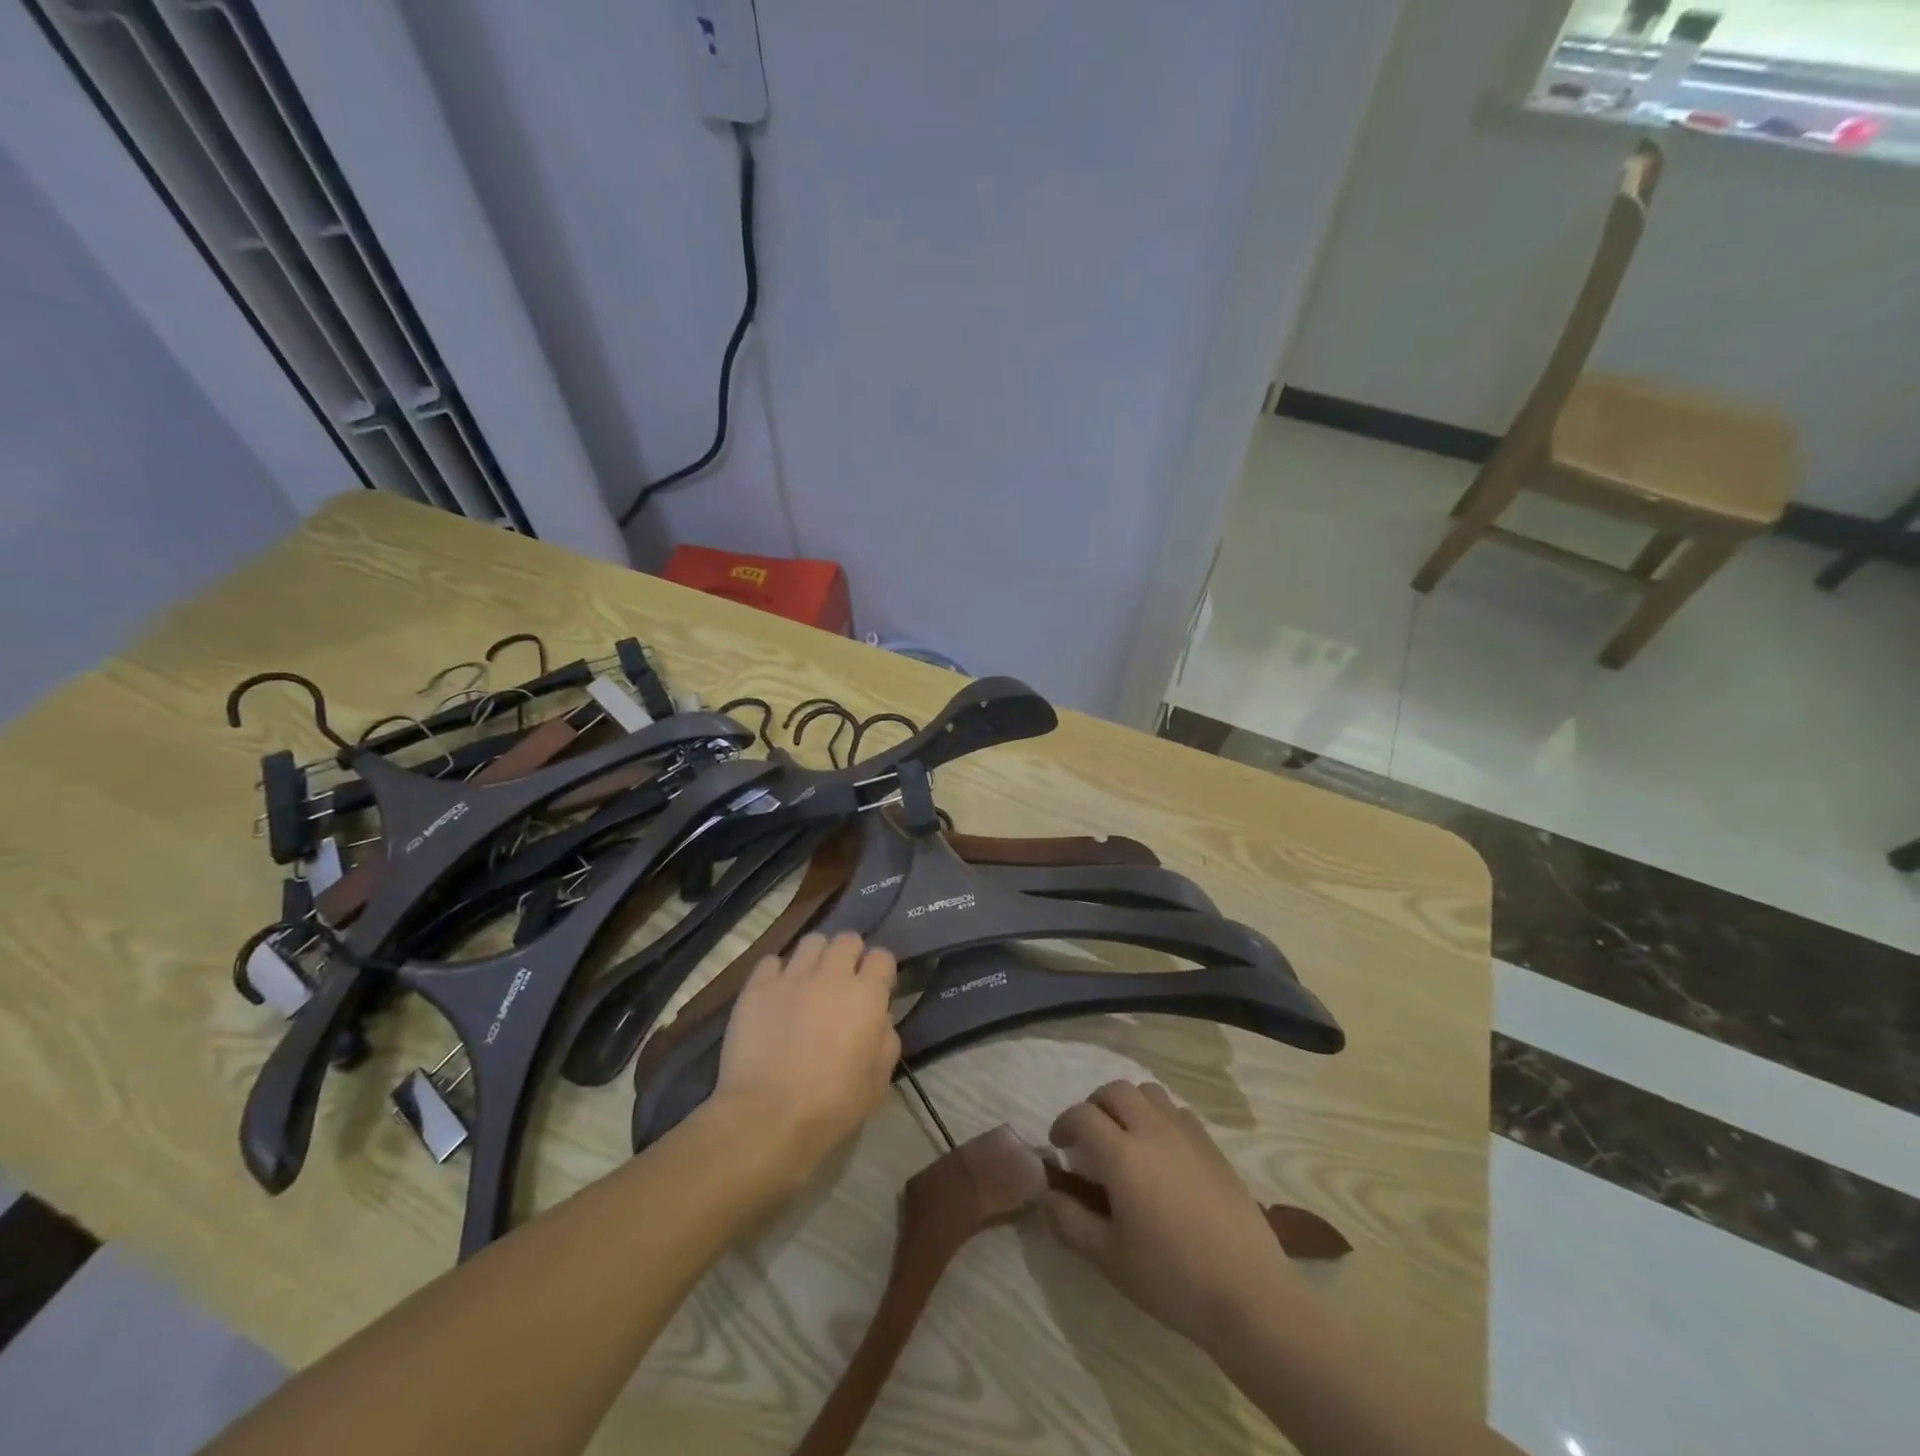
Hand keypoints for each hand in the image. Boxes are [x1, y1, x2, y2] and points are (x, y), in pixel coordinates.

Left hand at [709, 932, 900, 1187]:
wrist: (767, 1116)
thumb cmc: (831, 1105)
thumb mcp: (878, 1082)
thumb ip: (886, 1040)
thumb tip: (881, 1018)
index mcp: (866, 995)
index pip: (882, 957)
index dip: (881, 971)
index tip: (877, 989)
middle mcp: (831, 975)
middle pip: (847, 939)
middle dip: (850, 955)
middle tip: (843, 982)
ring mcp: (791, 977)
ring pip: (811, 941)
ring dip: (817, 956)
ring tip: (811, 980)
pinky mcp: (757, 987)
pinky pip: (772, 961)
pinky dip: (778, 972)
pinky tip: (777, 993)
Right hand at [1045, 1081, 1303, 1351]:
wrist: (1249, 1293)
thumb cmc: (1172, 1278)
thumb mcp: (1109, 1258)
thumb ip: (1070, 1221)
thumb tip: (1046, 1195)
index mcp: (1122, 1154)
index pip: (1082, 1115)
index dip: (1064, 1123)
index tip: (1058, 1145)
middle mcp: (1152, 1130)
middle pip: (1115, 1090)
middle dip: (1095, 1105)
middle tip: (1089, 1136)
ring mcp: (1186, 1133)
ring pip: (1149, 1092)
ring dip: (1129, 1104)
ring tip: (1125, 1136)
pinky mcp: (1212, 1145)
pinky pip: (1177, 1111)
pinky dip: (1159, 1117)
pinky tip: (1162, 1152)